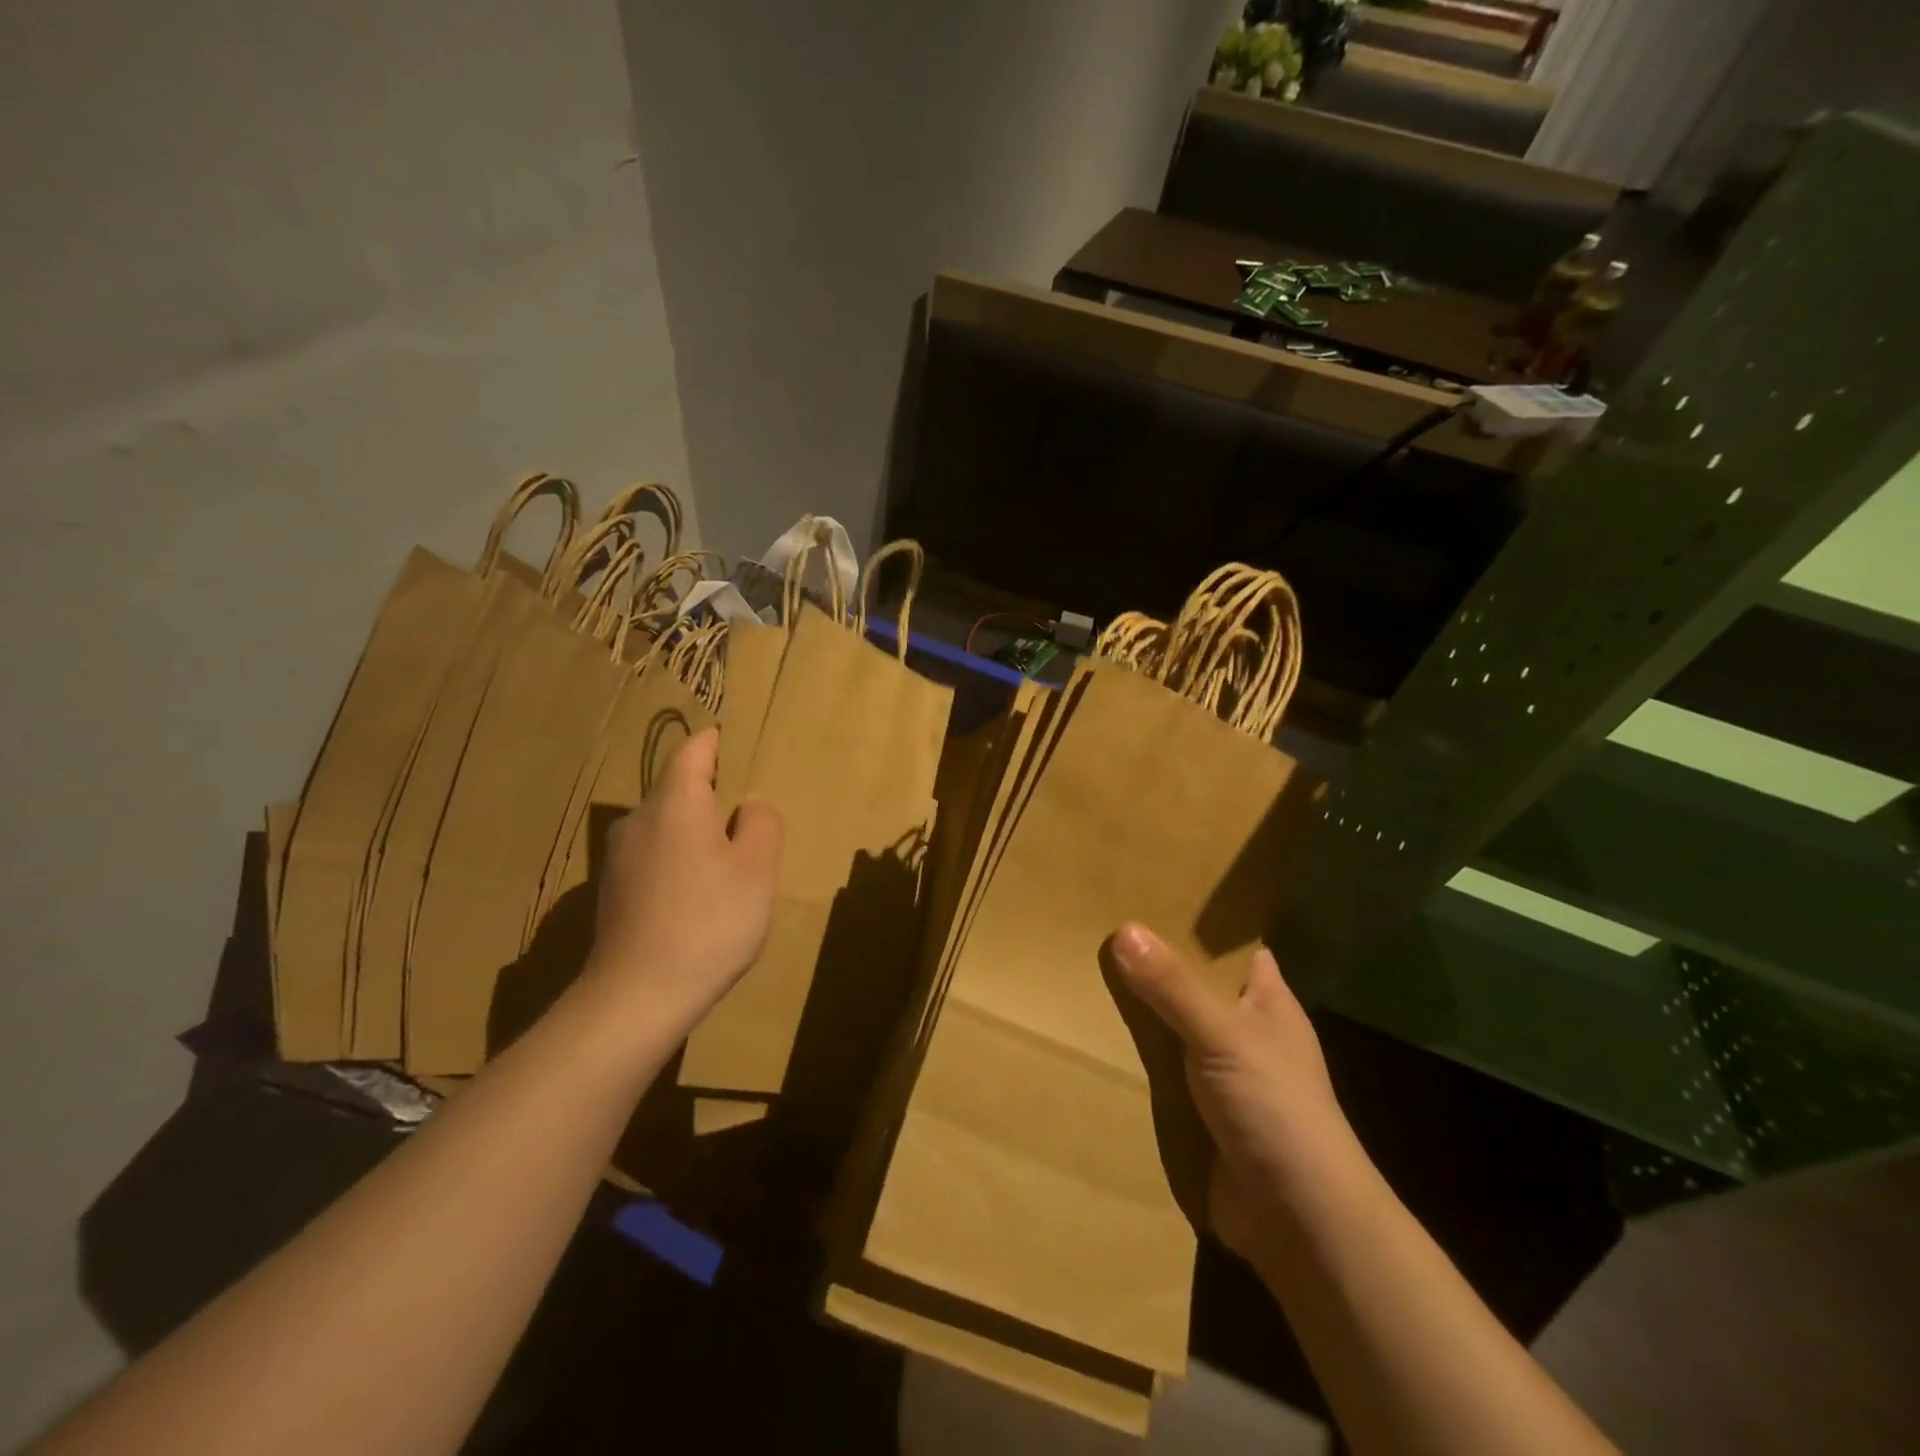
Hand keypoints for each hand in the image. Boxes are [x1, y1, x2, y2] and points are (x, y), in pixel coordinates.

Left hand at [585, 727, 782, 1033]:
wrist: (637, 997)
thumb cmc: (709, 921)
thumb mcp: (757, 868)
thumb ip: (762, 823)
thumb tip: (749, 806)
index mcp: (675, 801)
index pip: (695, 749)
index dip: (720, 744)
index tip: (745, 752)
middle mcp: (639, 818)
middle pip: (680, 788)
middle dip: (716, 795)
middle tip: (753, 820)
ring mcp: (620, 855)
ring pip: (668, 824)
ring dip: (699, 832)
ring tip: (732, 863)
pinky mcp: (614, 889)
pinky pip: (656, 855)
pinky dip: (681, 860)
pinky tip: (700, 897)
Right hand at [1108, 923, 1362, 1263]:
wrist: (1297, 1219)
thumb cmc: (1276, 1108)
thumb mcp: (1223, 1035)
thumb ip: (1173, 986)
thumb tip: (1123, 929)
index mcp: (1266, 1001)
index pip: (1232, 947)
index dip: (1197, 924)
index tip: (1149, 894)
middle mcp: (1243, 1030)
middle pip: (1191, 985)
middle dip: (1151, 965)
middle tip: (1096, 929)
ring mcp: (1218, 1072)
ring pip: (1170, 1028)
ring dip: (1136, 1014)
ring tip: (1080, 973)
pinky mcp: (1196, 1110)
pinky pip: (1157, 1072)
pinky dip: (1131, 1059)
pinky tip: (1089, 1038)